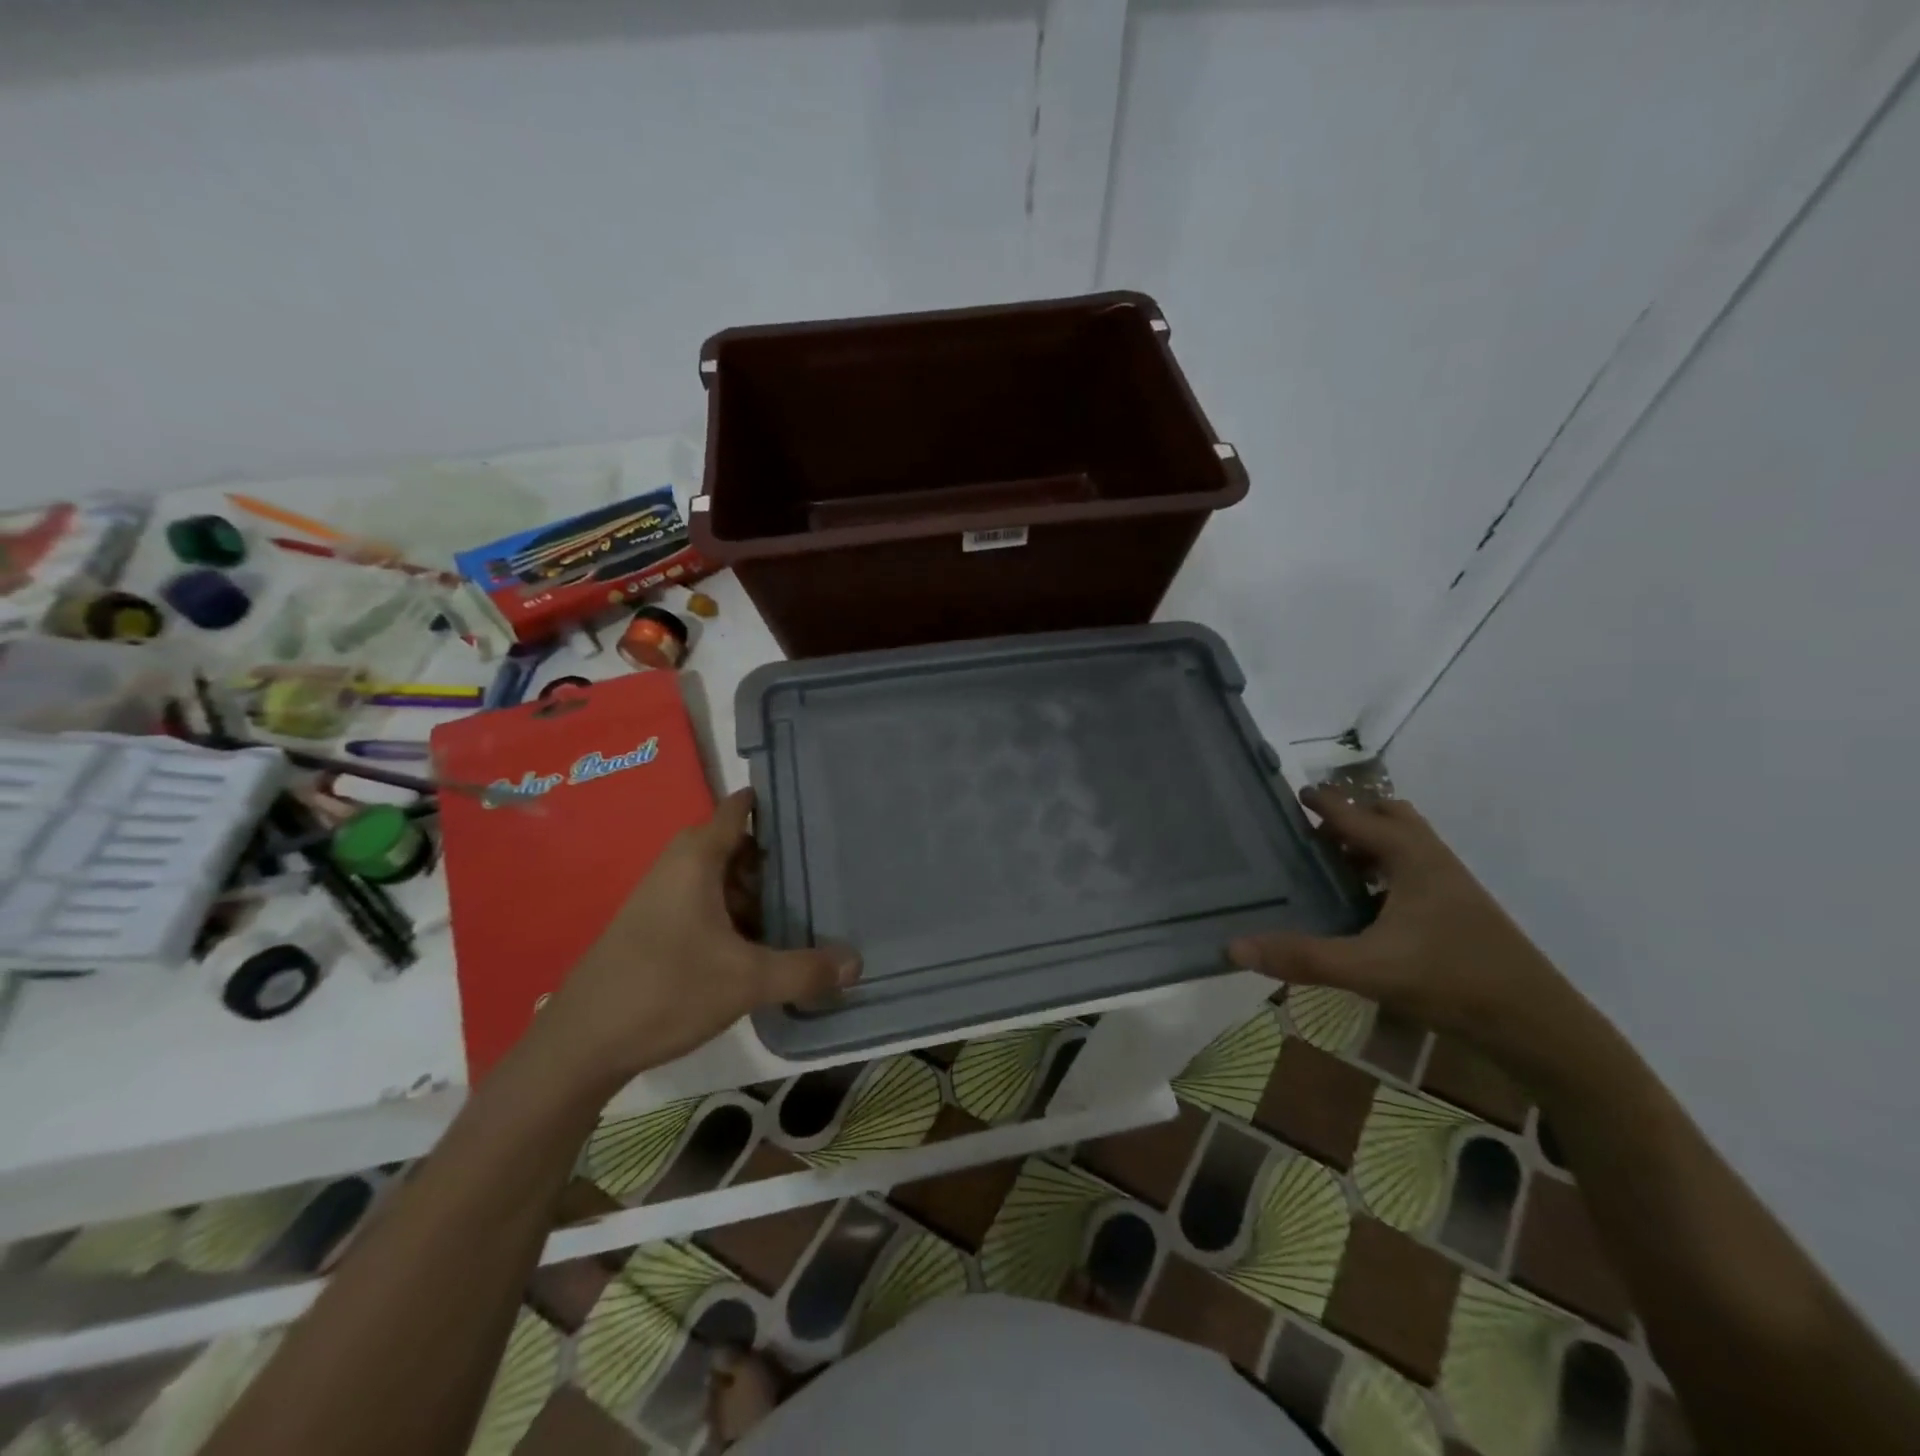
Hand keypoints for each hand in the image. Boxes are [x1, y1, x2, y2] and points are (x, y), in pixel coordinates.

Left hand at [534, 789, 860, 1089]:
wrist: (581, 1045)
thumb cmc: (666, 990)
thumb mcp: (746, 981)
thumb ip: (805, 970)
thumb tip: (858, 963)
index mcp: (696, 859)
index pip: (738, 809)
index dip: (772, 803)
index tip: (812, 803)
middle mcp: (677, 867)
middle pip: (736, 846)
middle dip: (776, 858)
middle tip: (822, 869)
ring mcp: (663, 899)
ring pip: (721, 880)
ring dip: (756, 893)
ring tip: (801, 910)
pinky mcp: (656, 929)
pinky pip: (706, 905)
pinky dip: (735, 914)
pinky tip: (760, 944)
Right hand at [1228, 787, 1599, 1086]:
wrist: (1536, 1025)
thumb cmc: (1452, 981)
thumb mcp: (1369, 969)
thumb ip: (1302, 957)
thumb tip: (1234, 947)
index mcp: (1411, 859)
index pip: (1359, 816)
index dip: (1327, 803)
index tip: (1297, 793)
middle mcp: (1433, 862)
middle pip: (1392, 817)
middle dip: (1354, 816)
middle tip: (1315, 834)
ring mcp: (1452, 887)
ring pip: (1407, 845)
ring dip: (1371, 844)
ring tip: (1333, 865)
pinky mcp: (1459, 912)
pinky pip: (1415, 871)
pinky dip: (1386, 871)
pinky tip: (1366, 905)